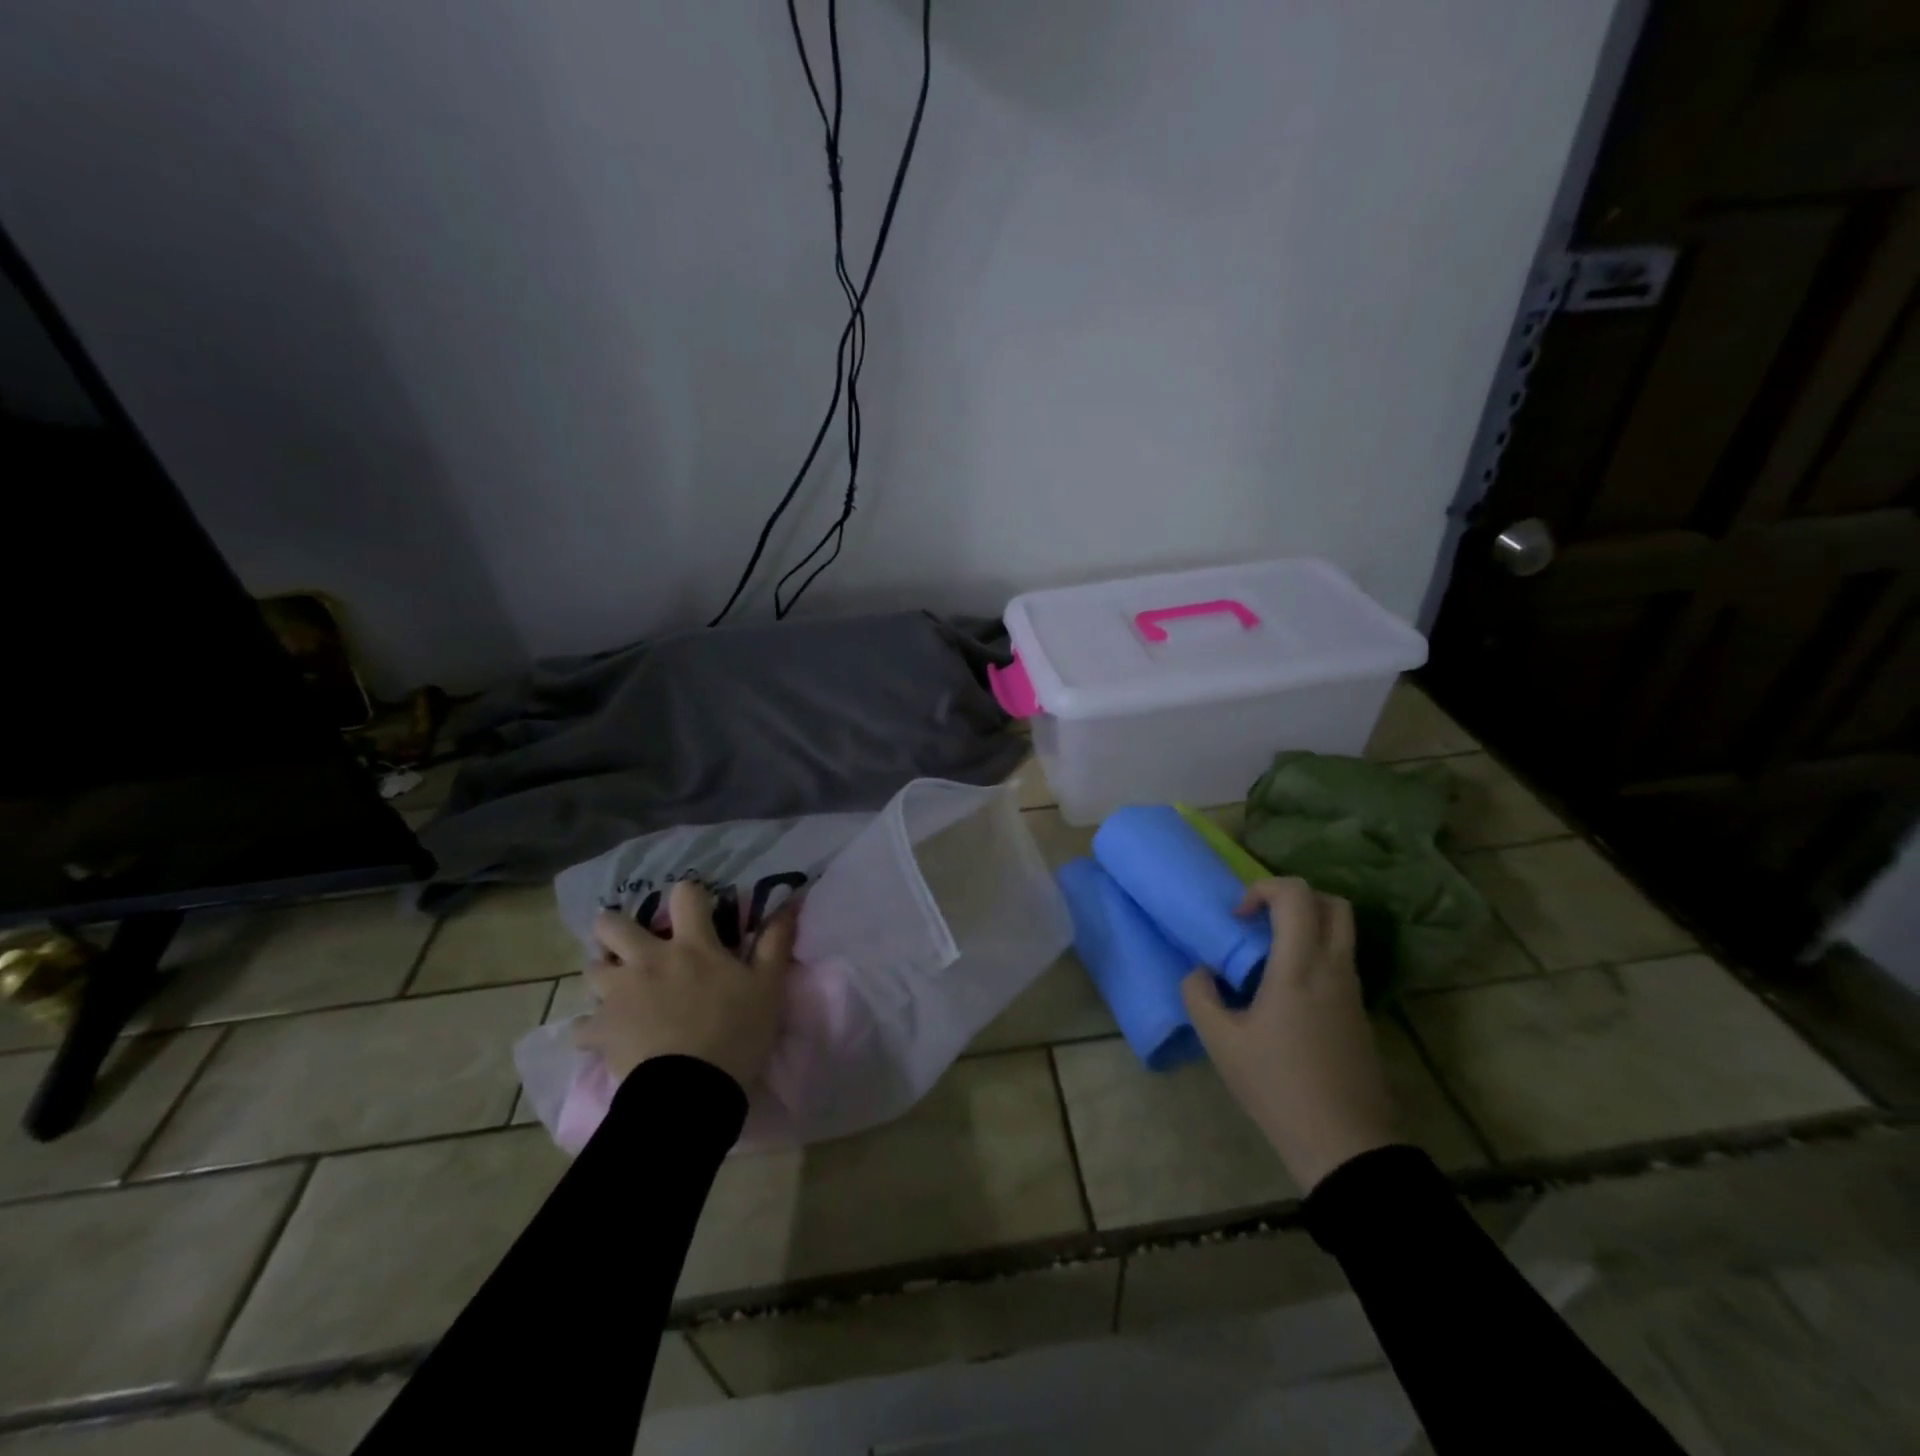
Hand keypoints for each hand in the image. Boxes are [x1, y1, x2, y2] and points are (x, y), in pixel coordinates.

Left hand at [574, 880, 794, 1091]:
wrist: (691, 1091)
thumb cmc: (735, 1033)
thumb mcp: (767, 986)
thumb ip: (774, 943)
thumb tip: (789, 902)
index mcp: (691, 946)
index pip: (685, 896)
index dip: (689, 894)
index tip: (694, 906)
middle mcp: (648, 960)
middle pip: (613, 927)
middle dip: (614, 927)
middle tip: (629, 940)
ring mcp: (619, 995)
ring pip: (591, 969)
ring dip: (602, 972)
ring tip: (615, 986)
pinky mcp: (600, 1031)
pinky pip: (582, 1026)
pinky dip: (591, 1028)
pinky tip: (601, 1035)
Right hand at [1182, 877, 1395, 1191]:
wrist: (1344, 1144)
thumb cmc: (1277, 1086)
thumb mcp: (1220, 1042)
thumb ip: (1199, 995)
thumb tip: (1201, 972)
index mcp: (1300, 967)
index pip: (1296, 895)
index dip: (1263, 889)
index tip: (1238, 919)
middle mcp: (1333, 968)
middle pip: (1332, 903)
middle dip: (1293, 898)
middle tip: (1261, 922)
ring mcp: (1353, 991)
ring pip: (1342, 931)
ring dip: (1307, 926)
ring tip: (1268, 957)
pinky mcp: (1360, 1014)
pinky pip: (1341, 961)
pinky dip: (1315, 954)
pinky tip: (1286, 992)